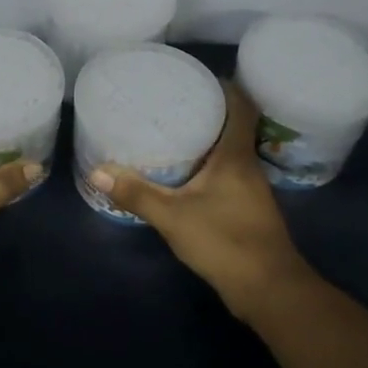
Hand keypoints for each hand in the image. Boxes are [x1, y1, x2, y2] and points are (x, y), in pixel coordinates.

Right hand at [87, 82, 310, 323]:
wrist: (269, 290)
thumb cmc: (225, 242)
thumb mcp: (173, 216)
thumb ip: (136, 193)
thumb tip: (97, 171)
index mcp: (236, 156)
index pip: (240, 106)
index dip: (224, 86)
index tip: (197, 76)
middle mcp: (248, 166)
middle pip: (233, 126)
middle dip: (208, 111)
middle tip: (172, 101)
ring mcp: (251, 190)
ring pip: (230, 152)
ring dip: (208, 139)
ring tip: (174, 130)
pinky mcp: (247, 210)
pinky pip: (227, 173)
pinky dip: (208, 165)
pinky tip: (186, 173)